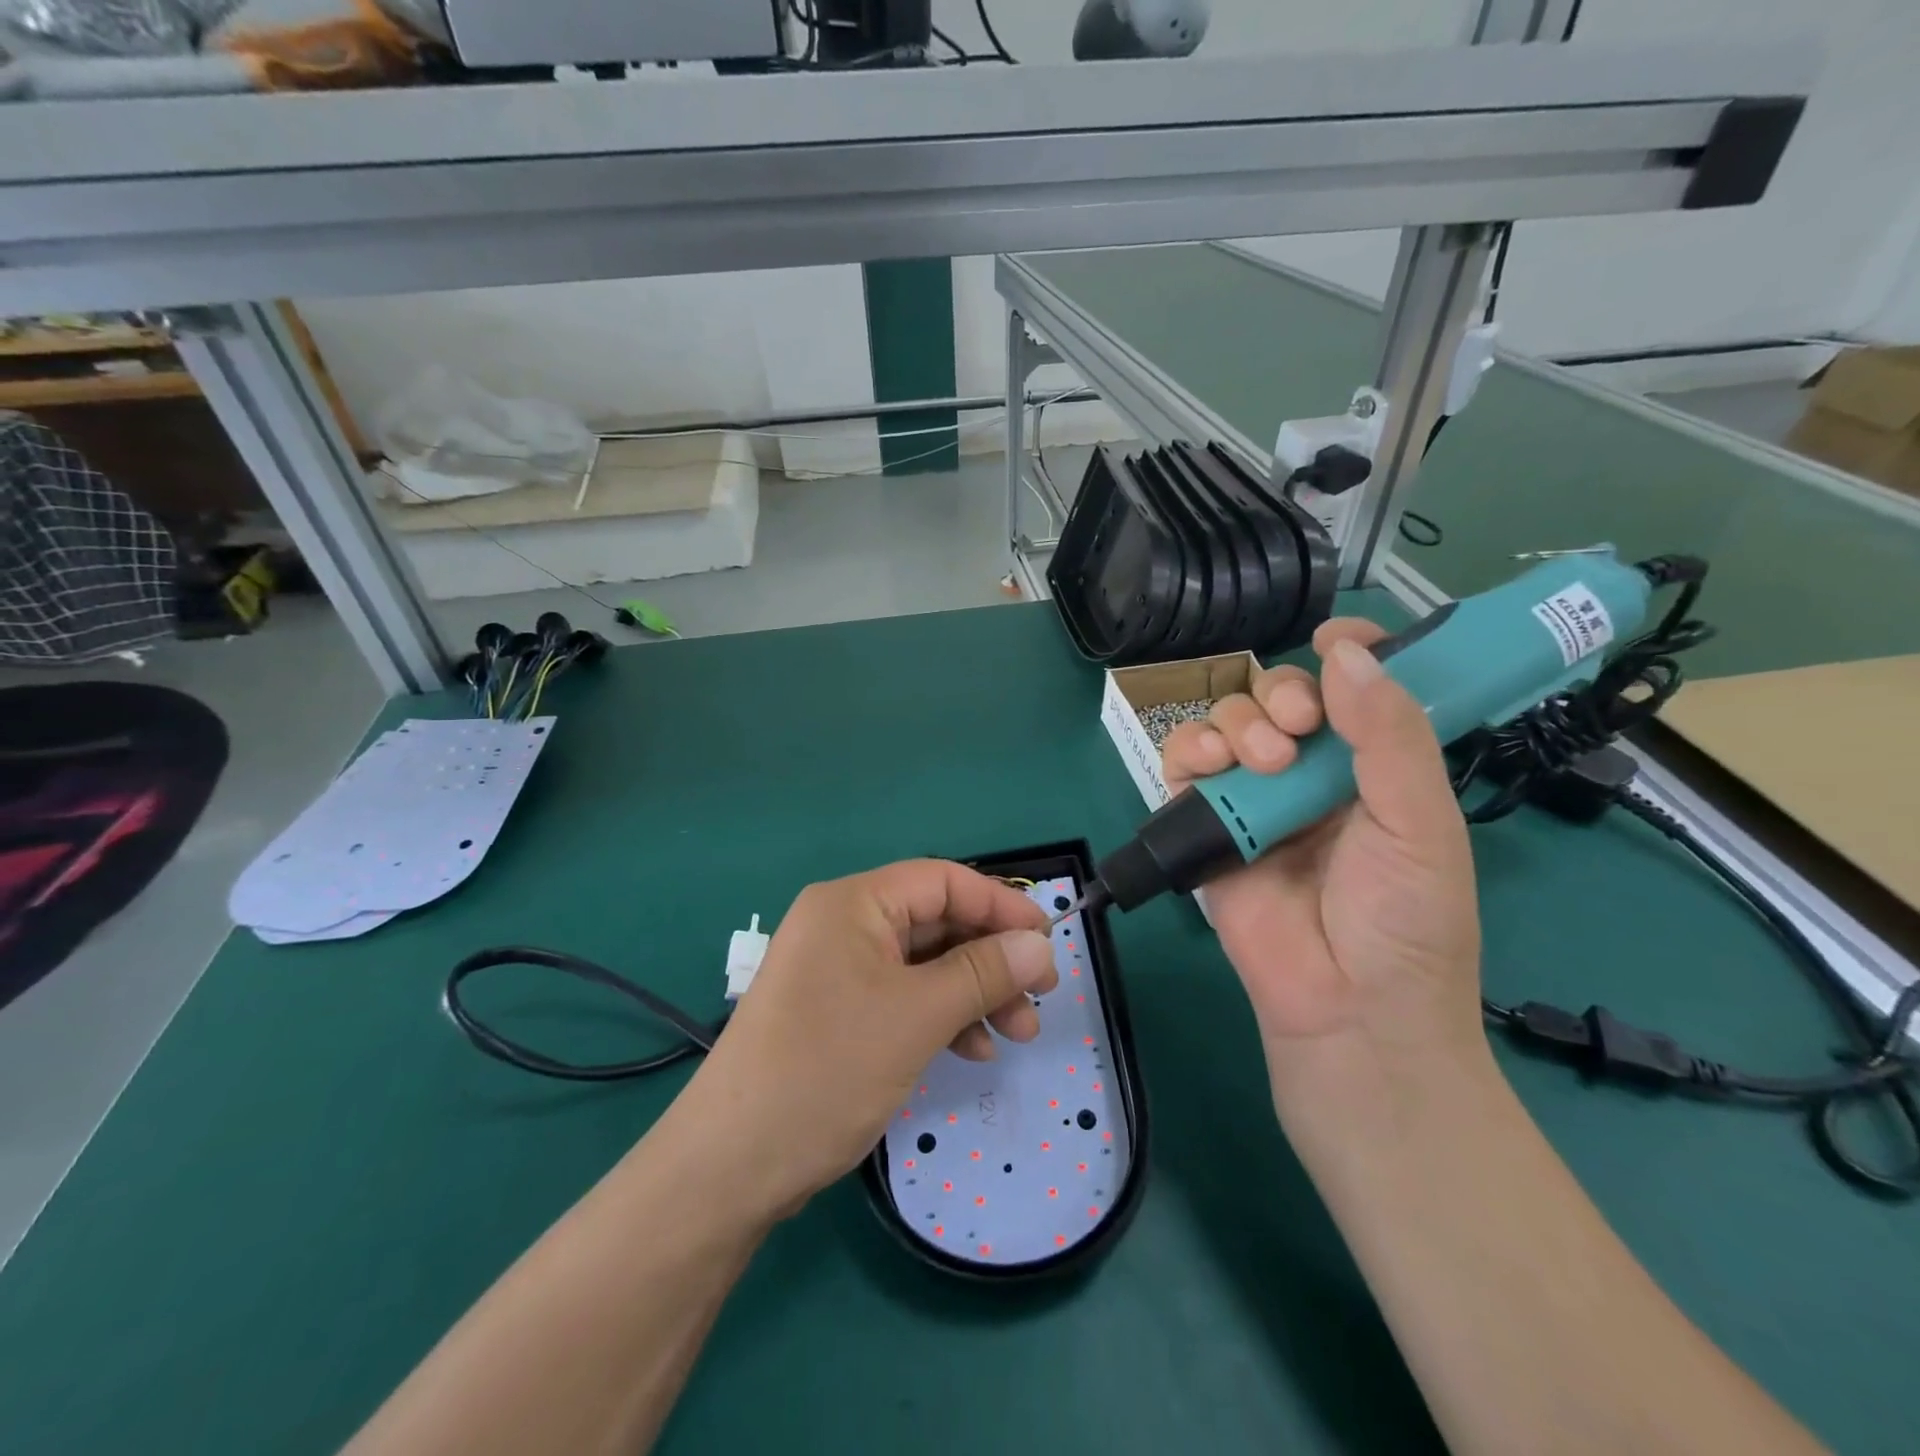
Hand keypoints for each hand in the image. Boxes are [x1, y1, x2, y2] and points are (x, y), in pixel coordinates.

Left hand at [673, 861, 1056, 1219]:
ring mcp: (838, 971)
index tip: (1048, 940)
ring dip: (974, 993)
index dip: (999, 904)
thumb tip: (1041, 945)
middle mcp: (844, 925)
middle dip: (992, 958)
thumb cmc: (826, 1069)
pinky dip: (942, 1018)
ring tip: (1018, 1034)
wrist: (729, 1166)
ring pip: (925, 965)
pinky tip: (973, 1051)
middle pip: (936, 923)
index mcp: (853, 903)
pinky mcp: (838, 1013)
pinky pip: (903, 998)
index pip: (942, 881)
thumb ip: (983, 973)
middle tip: (1042, 996)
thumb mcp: (916, 1016)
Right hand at [1161, 620, 1483, 1078]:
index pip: (1356, 690)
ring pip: (1228, 723)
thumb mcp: (1420, 824)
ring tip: (1260, 762)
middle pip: (1279, 697)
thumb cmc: (1405, 922)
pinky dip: (1188, 752)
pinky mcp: (1207, 827)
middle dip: (1281, 695)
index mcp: (1374, 768)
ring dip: (1237, 723)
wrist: (1347, 1011)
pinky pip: (1183, 768)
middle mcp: (1312, 776)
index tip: (1334, 636)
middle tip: (1296, 726)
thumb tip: (1346, 652)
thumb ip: (1390, 736)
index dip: (1348, 654)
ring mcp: (1255, 801)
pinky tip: (1207, 766)